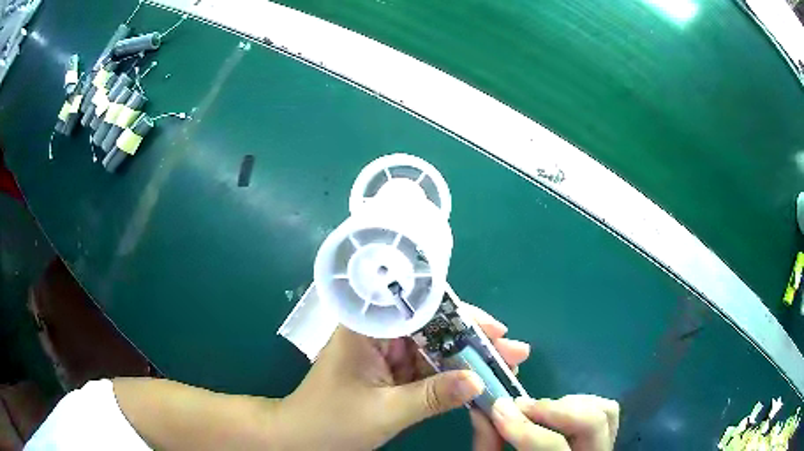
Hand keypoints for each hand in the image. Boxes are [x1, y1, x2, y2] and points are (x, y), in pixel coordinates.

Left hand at [272, 303, 530, 449]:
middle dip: (474, 340)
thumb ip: (432, 397)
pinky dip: (452, 374)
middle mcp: (377, 332)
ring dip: (468, 357)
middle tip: (513, 350)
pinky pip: (426, 367)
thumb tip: (479, 381)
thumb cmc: (332, 422)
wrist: (300, 437)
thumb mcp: (385, 412)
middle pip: (434, 327)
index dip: (462, 316)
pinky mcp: (389, 371)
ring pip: (434, 348)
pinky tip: (477, 378)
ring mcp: (384, 353)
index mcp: (367, 328)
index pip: (420, 308)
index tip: (495, 329)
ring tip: (505, 363)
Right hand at [471, 395, 619, 450]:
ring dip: (568, 405)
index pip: (553, 448)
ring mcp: (603, 449)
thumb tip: (483, 410)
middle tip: (519, 406)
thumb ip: (488, 445)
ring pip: (604, 412)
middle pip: (591, 423)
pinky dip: (584, 403)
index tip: (499, 408)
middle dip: (552, 409)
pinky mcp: (606, 439)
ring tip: (540, 413)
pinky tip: (559, 414)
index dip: (525, 428)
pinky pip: (608, 411)